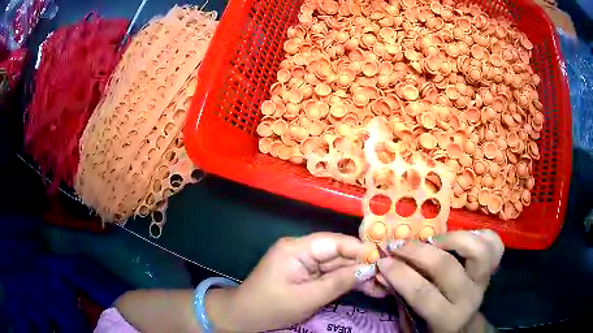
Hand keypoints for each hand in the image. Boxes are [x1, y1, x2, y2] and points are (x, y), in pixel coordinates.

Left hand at [206, 232, 366, 331]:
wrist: (244, 316)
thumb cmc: (272, 307)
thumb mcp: (307, 298)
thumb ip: (338, 282)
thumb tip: (368, 269)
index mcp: (296, 248)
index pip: (334, 242)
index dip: (359, 249)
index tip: (381, 259)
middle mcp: (300, 249)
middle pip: (337, 252)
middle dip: (360, 264)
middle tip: (384, 274)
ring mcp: (302, 261)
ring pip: (335, 263)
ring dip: (355, 273)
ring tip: (378, 283)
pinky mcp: (304, 273)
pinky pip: (328, 273)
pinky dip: (343, 280)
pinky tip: (362, 285)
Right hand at [377, 230, 503, 332]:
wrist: (463, 327)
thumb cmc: (433, 328)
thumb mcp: (412, 322)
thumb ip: (399, 298)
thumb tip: (380, 273)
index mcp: (447, 319)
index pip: (422, 293)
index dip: (399, 274)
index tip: (382, 261)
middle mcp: (469, 298)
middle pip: (446, 266)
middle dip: (416, 252)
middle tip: (397, 245)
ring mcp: (484, 281)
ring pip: (477, 249)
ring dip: (451, 238)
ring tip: (432, 240)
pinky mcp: (492, 269)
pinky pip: (494, 245)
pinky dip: (480, 235)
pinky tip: (462, 238)